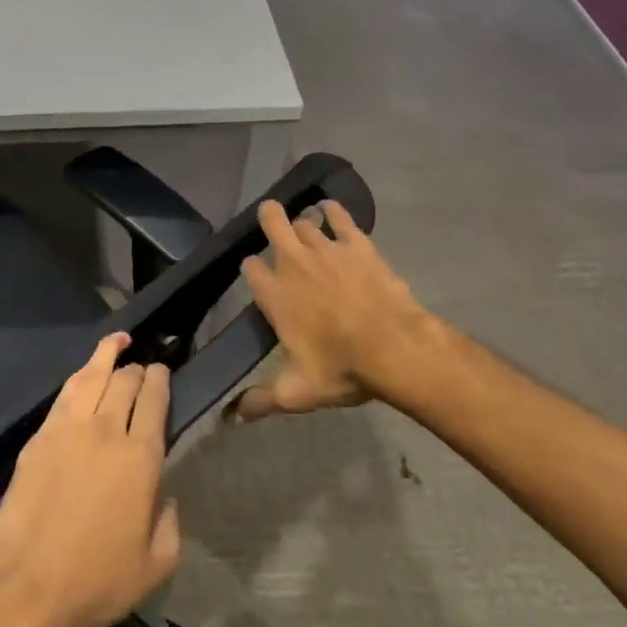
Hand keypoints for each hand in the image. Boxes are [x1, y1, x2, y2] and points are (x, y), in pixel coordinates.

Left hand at [0, 334, 180, 626]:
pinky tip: (84, 374)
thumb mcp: (157, 563)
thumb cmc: (99, 581)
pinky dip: (79, 376)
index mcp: (141, 458)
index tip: (163, 373)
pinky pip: (64, 395)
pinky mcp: (39, 437)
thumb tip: (164, 493)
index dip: (161, 381)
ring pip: (91, 377)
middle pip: (125, 382)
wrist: (31, 588)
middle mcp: (107, 431)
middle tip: (143, 369)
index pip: (155, 401)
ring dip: (107, 354)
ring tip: (118, 342)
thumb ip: (170, 520)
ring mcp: (68, 430)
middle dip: (138, 369)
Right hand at [231, 198, 439, 421]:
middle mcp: (293, 262)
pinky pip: (340, 217)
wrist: (395, 348)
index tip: (256, 276)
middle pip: (272, 222)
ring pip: (305, 222)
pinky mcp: (357, 244)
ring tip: (305, 229)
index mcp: (273, 293)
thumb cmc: (341, 368)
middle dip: (268, 218)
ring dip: (302, 224)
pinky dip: (334, 211)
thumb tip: (231, 418)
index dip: (252, 269)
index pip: (250, 268)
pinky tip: (331, 209)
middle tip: (271, 222)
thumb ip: (260, 401)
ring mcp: (326, 249)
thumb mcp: (296, 392)